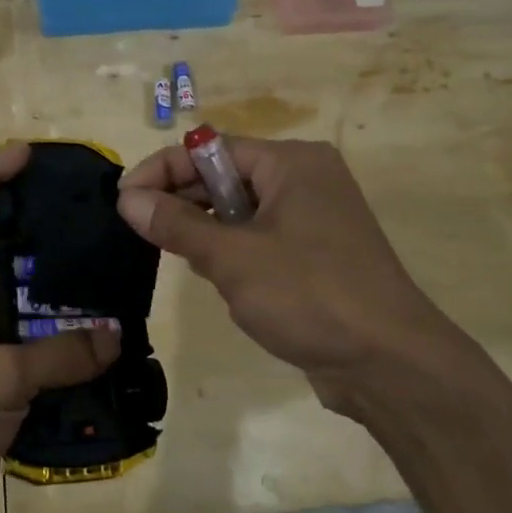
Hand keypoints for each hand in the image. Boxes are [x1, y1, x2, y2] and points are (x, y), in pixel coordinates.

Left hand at [0, 142, 119, 512]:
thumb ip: (58, 354)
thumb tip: (116, 334)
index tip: (27, 154)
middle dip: (28, 226)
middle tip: (77, 211)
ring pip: (12, 299)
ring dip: (47, 286)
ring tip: (97, 264)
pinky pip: (26, 344)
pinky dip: (55, 337)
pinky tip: (94, 332)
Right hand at [115, 137, 487, 418]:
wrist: (389, 363)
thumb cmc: (309, 294)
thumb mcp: (232, 257)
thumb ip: (176, 224)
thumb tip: (127, 199)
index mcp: (291, 162)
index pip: (210, 148)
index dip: (162, 170)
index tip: (122, 200)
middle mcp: (305, 179)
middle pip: (225, 176)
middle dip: (181, 200)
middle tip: (137, 229)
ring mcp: (314, 218)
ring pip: (239, 210)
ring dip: (204, 228)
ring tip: (171, 253)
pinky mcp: (316, 254)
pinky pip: (259, 237)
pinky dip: (231, 250)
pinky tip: (213, 275)